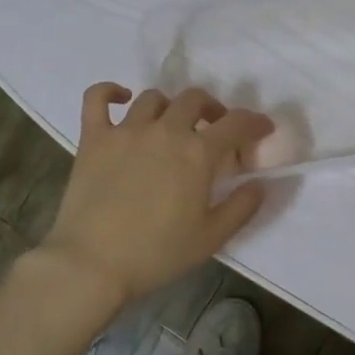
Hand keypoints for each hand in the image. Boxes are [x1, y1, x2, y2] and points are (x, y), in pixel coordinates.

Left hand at [40, 83, 271, 302]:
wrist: (92, 264)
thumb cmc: (156, 254)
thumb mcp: (210, 238)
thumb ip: (241, 207)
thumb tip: (259, 183)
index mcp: (197, 153)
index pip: (236, 123)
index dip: (255, 122)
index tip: (262, 128)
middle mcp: (165, 131)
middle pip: (195, 99)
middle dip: (212, 109)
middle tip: (214, 128)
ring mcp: (126, 130)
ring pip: (153, 98)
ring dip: (170, 106)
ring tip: (171, 124)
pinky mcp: (94, 138)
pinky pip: (97, 98)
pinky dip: (110, 91)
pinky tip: (121, 98)